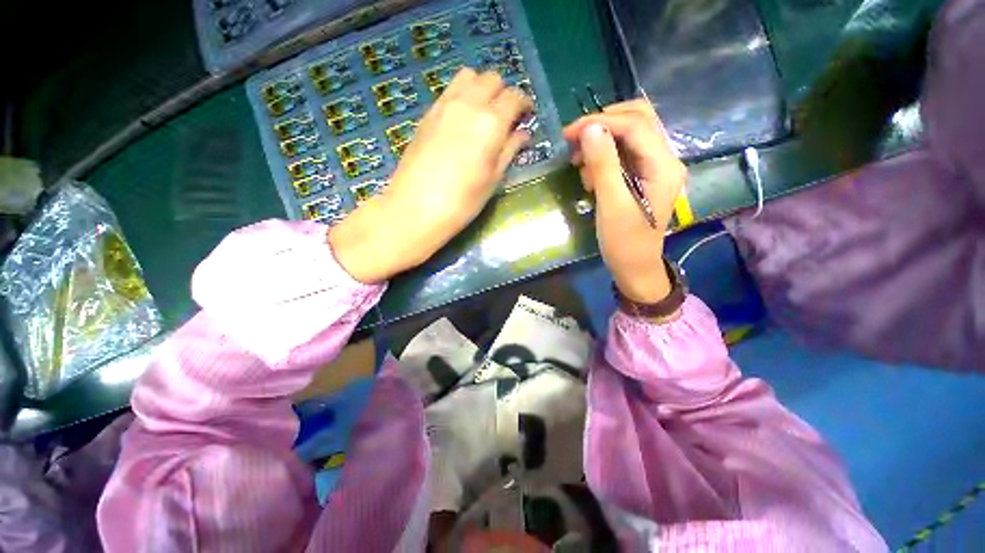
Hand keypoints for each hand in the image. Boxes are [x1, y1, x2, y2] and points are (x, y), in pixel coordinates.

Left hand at [329, 68, 532, 282]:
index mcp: (491, 122)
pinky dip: (462, 96)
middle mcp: (469, 104)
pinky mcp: (427, 113)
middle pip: (492, 79)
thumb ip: (509, 150)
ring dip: (481, 88)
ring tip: (483, 114)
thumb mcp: (493, 179)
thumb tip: (522, 133)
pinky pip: (449, 91)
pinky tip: (462, 121)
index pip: (514, 97)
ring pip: (468, 77)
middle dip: (503, 93)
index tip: (526, 117)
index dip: (524, 104)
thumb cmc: (463, 201)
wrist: (417, 207)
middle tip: (505, 117)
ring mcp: (444, 105)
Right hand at [563, 99, 685, 303]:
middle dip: (603, 125)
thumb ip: (603, 165)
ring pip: (629, 134)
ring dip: (602, 142)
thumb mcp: (611, 204)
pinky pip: (624, 153)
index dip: (601, 122)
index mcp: (663, 166)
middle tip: (575, 142)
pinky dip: (604, 157)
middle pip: (638, 120)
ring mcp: (655, 167)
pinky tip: (591, 176)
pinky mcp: (643, 176)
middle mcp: (665, 159)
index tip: (569, 133)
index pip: (635, 125)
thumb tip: (590, 128)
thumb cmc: (623, 242)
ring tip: (581, 166)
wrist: (634, 267)